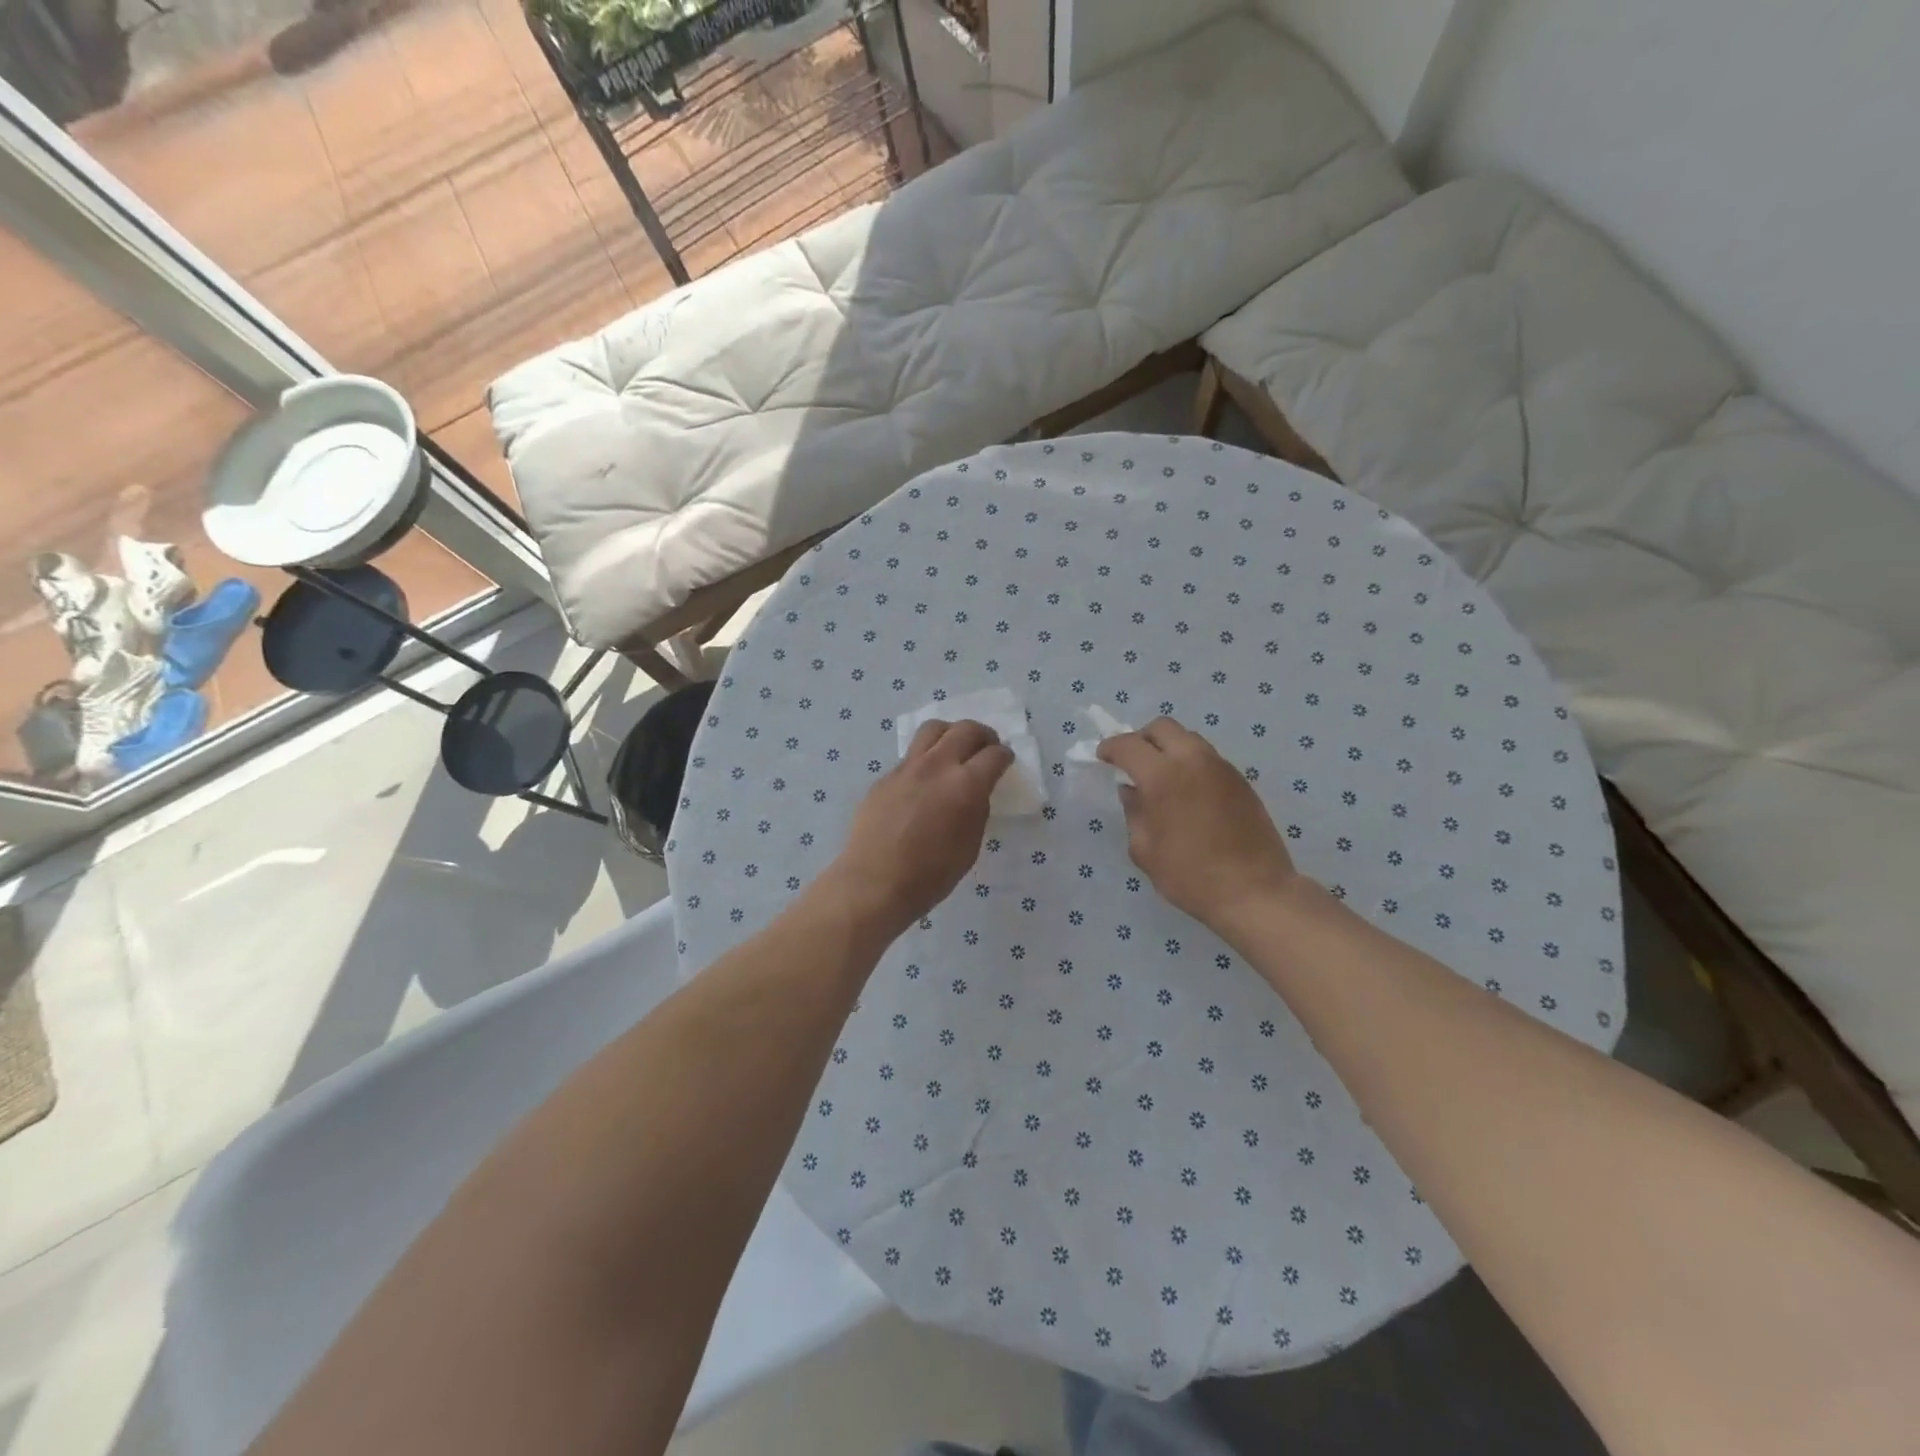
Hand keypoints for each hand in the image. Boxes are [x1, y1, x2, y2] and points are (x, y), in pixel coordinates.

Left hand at [821, 720, 1013, 942]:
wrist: (874, 882)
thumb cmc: (930, 875)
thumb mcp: (969, 845)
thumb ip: (976, 810)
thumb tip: (975, 792)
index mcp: (965, 785)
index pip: (994, 755)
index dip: (1005, 756)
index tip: (1006, 760)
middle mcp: (937, 765)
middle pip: (965, 729)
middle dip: (983, 735)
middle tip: (987, 748)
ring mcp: (907, 767)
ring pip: (933, 729)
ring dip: (951, 733)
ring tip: (955, 749)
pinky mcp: (886, 776)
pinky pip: (911, 755)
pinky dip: (926, 758)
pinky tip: (925, 781)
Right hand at [1098, 717, 1299, 933]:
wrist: (1254, 891)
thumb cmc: (1190, 875)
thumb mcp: (1145, 849)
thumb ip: (1134, 812)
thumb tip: (1132, 791)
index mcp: (1162, 776)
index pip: (1128, 745)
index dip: (1110, 748)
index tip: (1102, 757)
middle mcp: (1193, 760)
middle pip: (1162, 728)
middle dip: (1141, 739)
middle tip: (1132, 762)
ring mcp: (1221, 767)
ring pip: (1188, 739)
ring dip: (1168, 749)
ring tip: (1161, 777)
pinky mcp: (1240, 780)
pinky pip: (1207, 758)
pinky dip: (1190, 764)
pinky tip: (1187, 793)